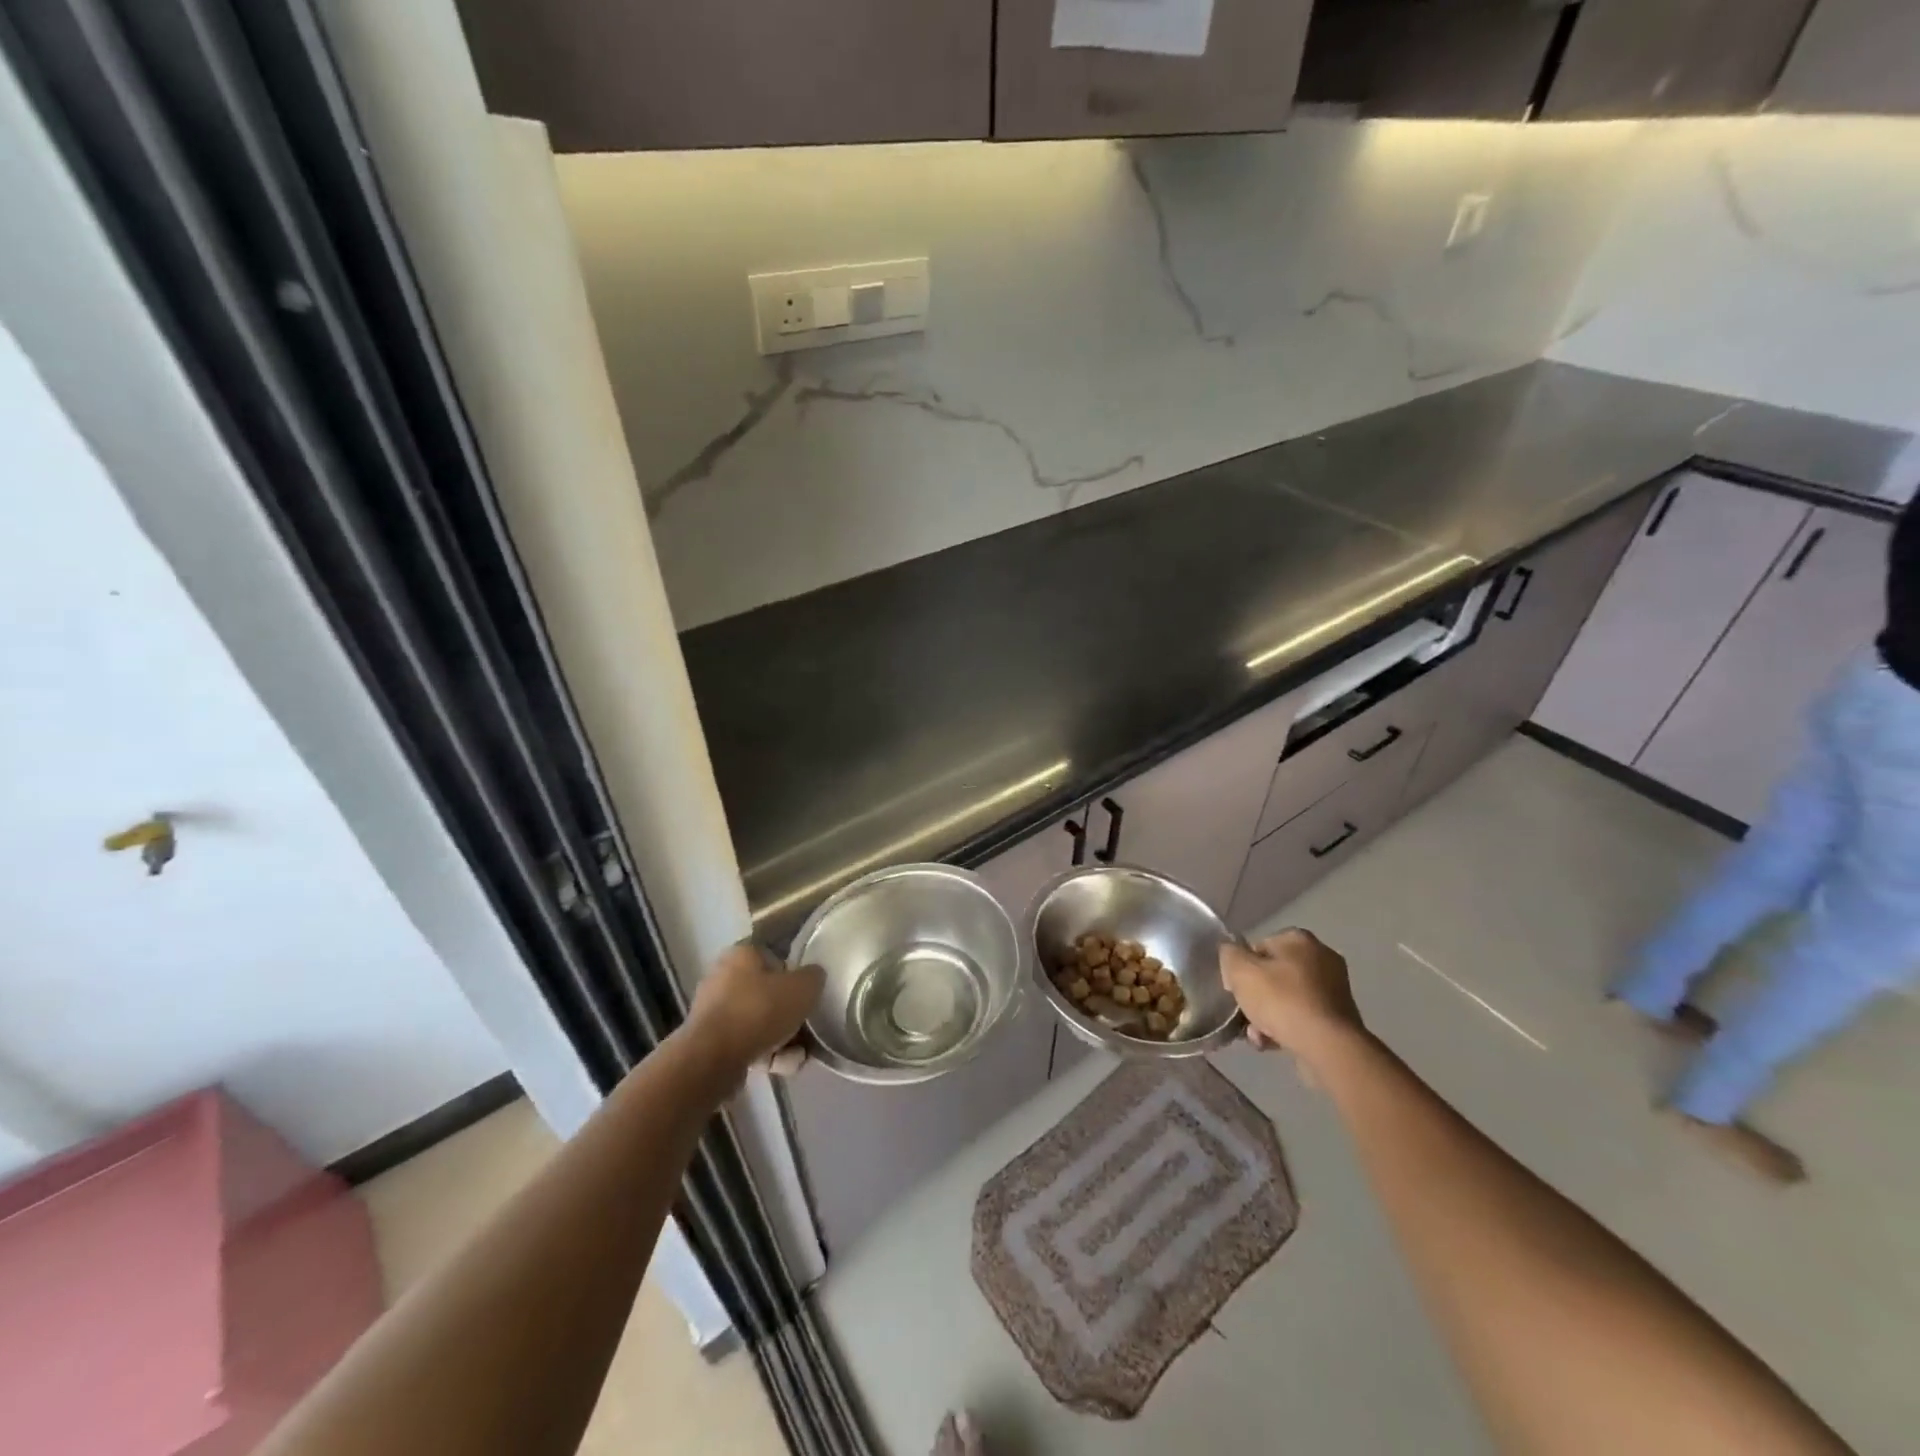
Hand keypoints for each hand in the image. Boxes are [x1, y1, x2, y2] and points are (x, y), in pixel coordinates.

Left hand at [685, 942, 824, 1076]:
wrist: (713, 1059)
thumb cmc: (759, 1010)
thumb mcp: (803, 987)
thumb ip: (813, 977)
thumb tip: (813, 976)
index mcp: (741, 955)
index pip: (774, 955)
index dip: (794, 973)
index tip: (808, 992)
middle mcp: (723, 978)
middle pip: (768, 993)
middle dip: (790, 1014)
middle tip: (808, 1028)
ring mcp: (714, 1012)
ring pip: (760, 1022)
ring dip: (783, 1039)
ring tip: (799, 1055)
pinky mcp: (711, 1043)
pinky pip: (747, 1044)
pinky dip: (767, 1055)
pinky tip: (783, 1066)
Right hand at [1220, 929, 1365, 1066]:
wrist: (1328, 1047)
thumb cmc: (1282, 1001)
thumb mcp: (1240, 971)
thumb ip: (1229, 954)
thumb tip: (1231, 953)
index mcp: (1299, 939)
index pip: (1258, 946)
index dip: (1241, 967)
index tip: (1235, 988)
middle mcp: (1321, 957)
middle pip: (1272, 974)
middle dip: (1255, 996)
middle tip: (1244, 1014)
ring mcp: (1334, 989)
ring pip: (1286, 998)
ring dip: (1267, 1015)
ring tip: (1257, 1036)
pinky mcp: (1339, 1018)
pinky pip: (1302, 1017)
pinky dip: (1287, 1027)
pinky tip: (1273, 1043)